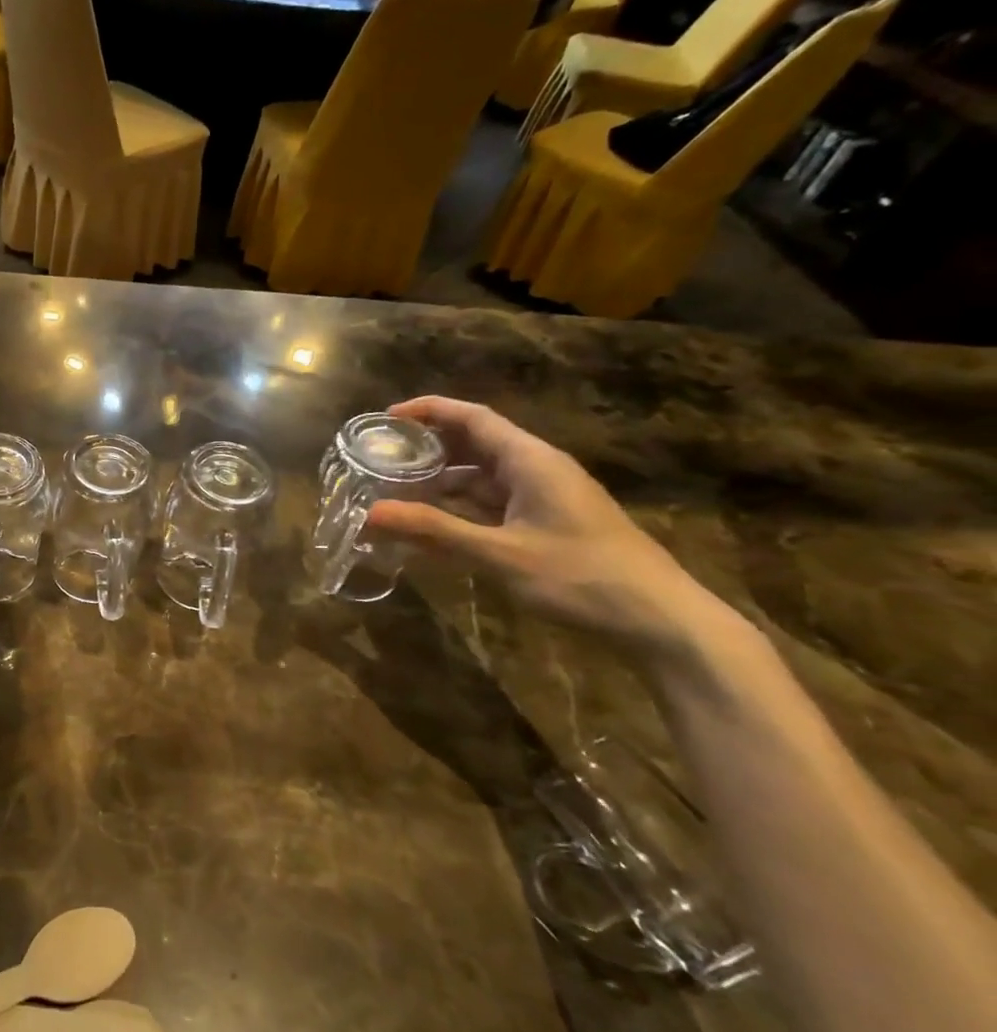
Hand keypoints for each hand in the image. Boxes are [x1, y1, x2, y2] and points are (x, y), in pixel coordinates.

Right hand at [365, 396, 715, 649]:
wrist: (659, 621)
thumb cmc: (582, 577)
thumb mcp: (500, 554)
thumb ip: (434, 530)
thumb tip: (371, 513)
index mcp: (530, 461)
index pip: (473, 418)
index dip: (429, 411)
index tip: (385, 418)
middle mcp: (536, 470)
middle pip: (474, 444)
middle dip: (427, 448)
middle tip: (380, 458)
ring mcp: (543, 498)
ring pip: (481, 478)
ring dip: (440, 482)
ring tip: (394, 492)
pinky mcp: (546, 525)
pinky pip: (492, 506)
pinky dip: (459, 510)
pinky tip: (431, 528)